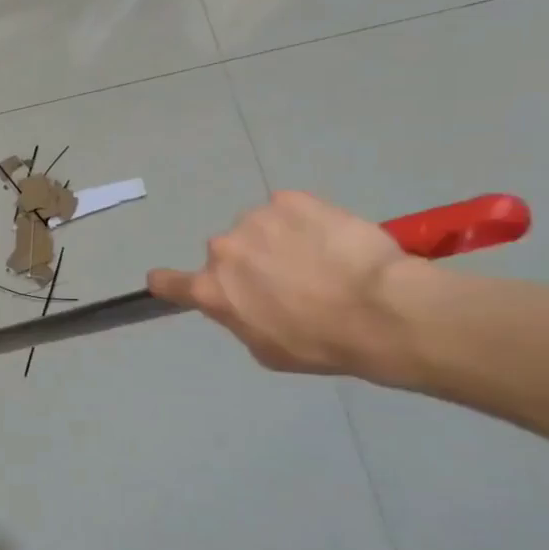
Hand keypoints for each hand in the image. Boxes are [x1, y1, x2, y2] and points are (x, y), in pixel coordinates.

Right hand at [146, 191, 423, 378]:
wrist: (382, 311)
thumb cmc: (321, 344)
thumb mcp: (266, 350)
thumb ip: (240, 318)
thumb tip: (245, 302)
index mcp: (211, 290)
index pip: (166, 281)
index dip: (169, 282)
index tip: (175, 283)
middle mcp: (222, 249)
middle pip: (226, 254)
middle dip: (249, 263)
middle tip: (291, 281)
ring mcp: (255, 220)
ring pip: (259, 229)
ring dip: (278, 240)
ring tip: (322, 260)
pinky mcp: (291, 200)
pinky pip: (290, 209)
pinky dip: (305, 222)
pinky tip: (333, 240)